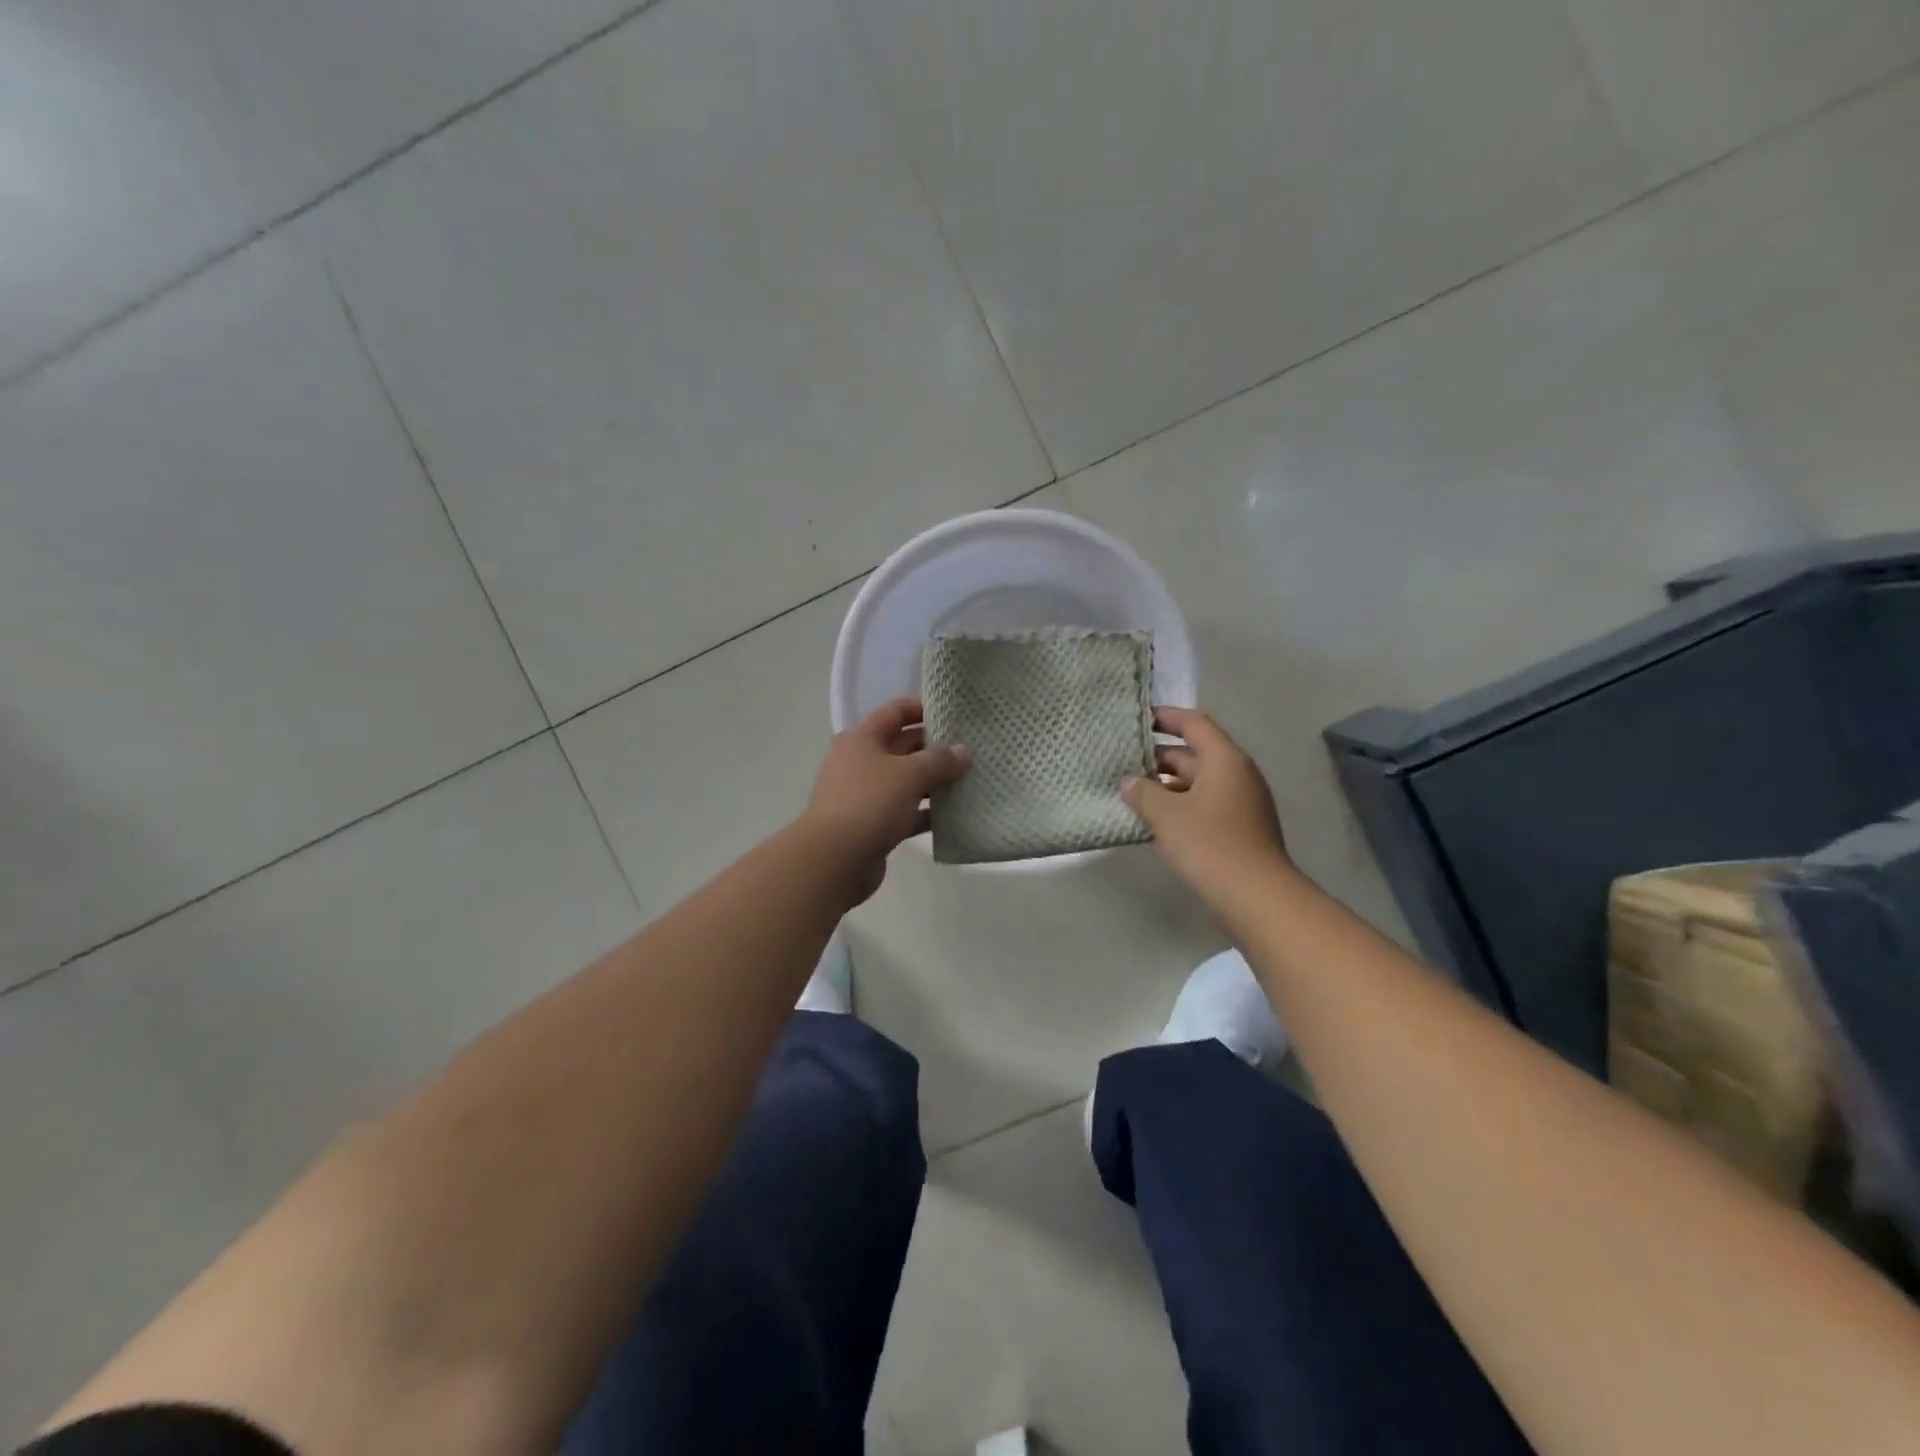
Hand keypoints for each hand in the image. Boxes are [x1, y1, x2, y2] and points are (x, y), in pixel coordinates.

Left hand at [800, 698, 969, 902]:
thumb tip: (963, 751)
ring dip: (936, 782)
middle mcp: (862, 762)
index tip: (956, 713)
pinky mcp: (875, 825)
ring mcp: (867, 796)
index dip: (924, 708)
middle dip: (937, 748)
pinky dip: (928, 812)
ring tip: (973, 780)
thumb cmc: (869, 803)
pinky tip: (958, 815)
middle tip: (974, 750)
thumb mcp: (909, 775)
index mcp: (862, 739)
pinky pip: (907, 812)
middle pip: (904, 746)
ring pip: (908, 781)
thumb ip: (939, 760)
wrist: (834, 861)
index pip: (896, 712)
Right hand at [1123, 706, 1288, 896]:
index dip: (1165, 717)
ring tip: (1131, 792)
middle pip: (1194, 753)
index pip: (1194, 724)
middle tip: (1123, 762)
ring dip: (1166, 785)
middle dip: (1158, 757)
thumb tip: (1129, 781)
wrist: (1255, 896)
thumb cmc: (1210, 844)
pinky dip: (1179, 806)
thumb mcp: (1166, 814)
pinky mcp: (1239, 829)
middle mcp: (1237, 774)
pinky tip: (1153, 821)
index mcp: (1224, 759)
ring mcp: (1241, 803)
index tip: (1138, 718)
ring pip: (1197, 783)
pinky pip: (1203, 805)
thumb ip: (1143, 791)